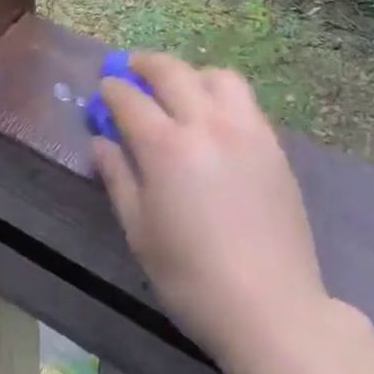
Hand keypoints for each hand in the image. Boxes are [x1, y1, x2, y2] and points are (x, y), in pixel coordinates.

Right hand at [93, 53, 334, 372]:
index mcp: (166, 147)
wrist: (271, 309)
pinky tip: (215, 118)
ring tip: (181, 90)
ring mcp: (245, 130)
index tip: (105, 88)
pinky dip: (222, 95)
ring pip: (216, 76)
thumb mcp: (140, 233)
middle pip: (172, 72)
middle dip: (146, 64)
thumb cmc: (192, 279)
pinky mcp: (273, 145)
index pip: (130, 100)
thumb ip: (118, 178)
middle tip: (133, 69)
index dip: (113, 90)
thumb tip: (100, 142)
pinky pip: (245, 101)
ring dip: (191, 74)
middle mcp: (206, 124)